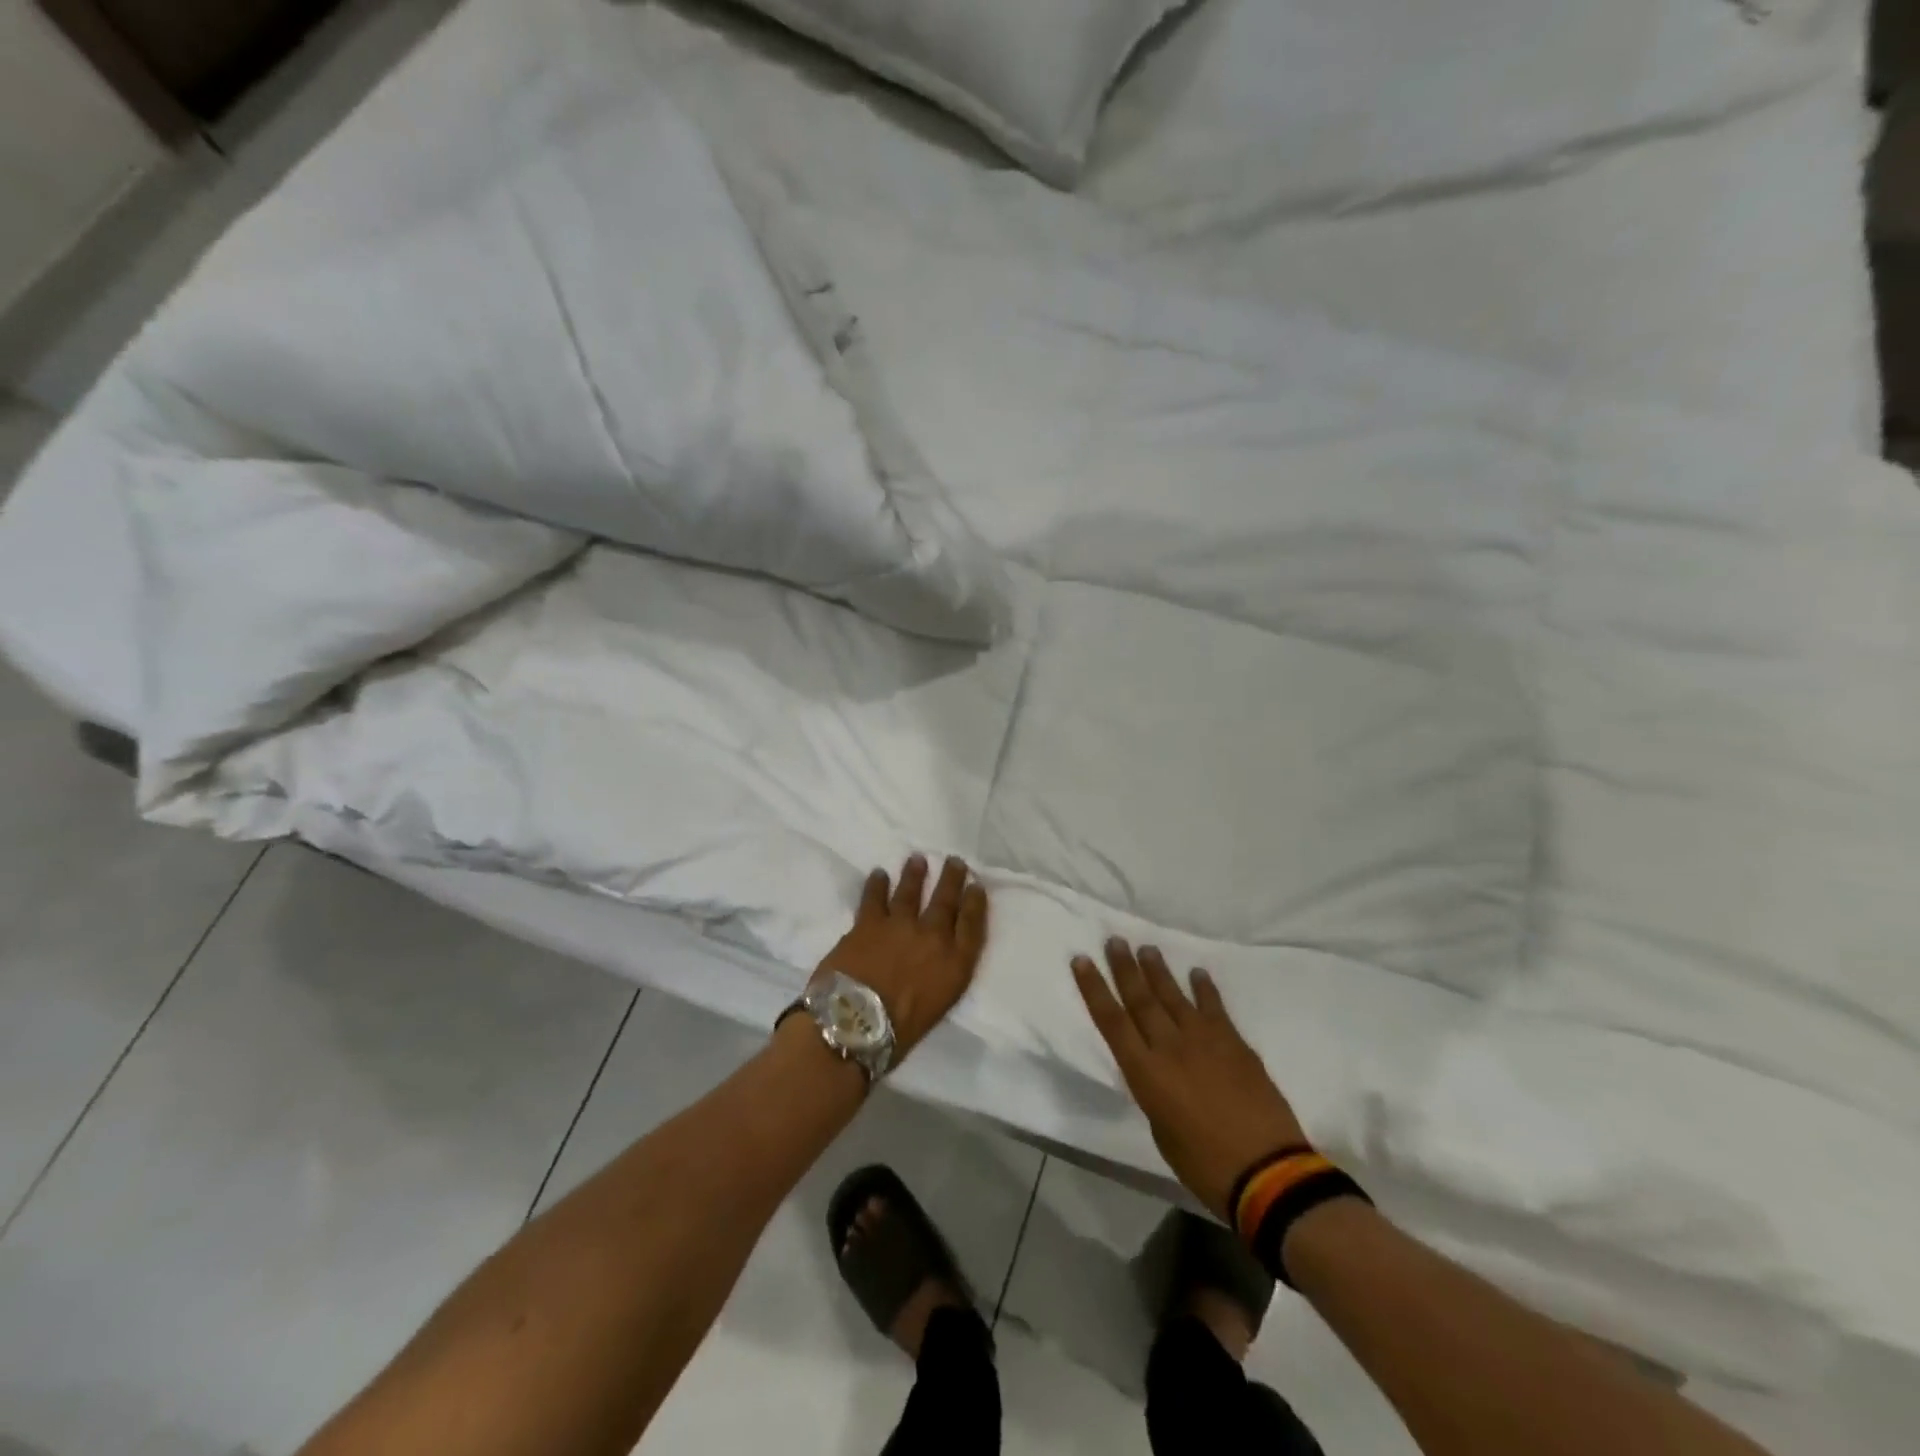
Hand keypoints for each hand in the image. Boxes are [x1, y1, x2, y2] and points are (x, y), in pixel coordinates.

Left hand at [815, 855, 988, 1064]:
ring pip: (910, 891)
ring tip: (917, 859)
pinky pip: (874, 897)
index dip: (976, 903)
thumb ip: (943, 974)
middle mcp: (933, 937)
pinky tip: (878, 874)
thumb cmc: (899, 1031)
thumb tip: (937, 958)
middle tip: (954, 861)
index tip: (976, 886)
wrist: (856, 1025)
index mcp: (955, 964)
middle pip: (946, 901)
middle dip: (951, 879)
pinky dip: (877, 884)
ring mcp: (900, 925)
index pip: (972, 925)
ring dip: (915, 874)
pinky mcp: (868, 922)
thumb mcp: (939, 1004)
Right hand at [1073, 939, 1306, 1221]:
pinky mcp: (1235, 1043)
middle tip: (1115, 940)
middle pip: (1141, 999)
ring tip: (1147, 949)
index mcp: (1146, 1072)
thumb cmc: (1204, 1165)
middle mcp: (1170, 1047)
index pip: (1112, 1020)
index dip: (1094, 988)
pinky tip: (1197, 973)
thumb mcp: (1161, 1131)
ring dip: (1158, 971)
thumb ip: (1155, 1092)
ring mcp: (1205, 1040)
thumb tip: (1159, 1071)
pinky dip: (1204, 989)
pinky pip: (1214, 1008)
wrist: (1268, 1172)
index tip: (1083, 960)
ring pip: (1174, 996)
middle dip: (1125, 968)